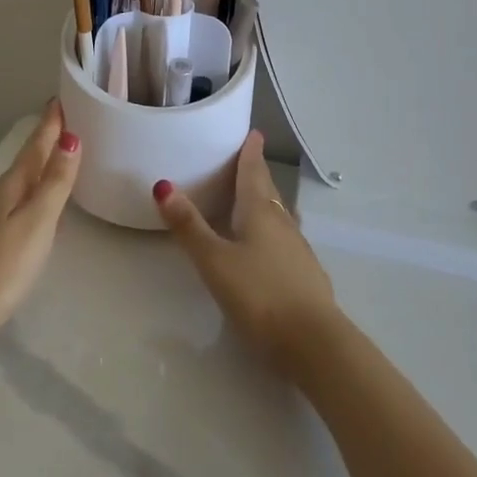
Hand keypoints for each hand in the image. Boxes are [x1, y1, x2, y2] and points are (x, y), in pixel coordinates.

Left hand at [0, 100, 80, 341]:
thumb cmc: (1, 268)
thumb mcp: (37, 223)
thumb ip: (54, 183)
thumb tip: (70, 138)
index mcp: (9, 188)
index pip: (34, 148)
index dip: (49, 126)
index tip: (59, 100)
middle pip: (23, 165)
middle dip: (43, 145)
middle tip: (62, 126)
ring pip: (14, 187)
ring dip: (34, 172)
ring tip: (51, 164)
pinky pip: (8, 207)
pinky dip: (24, 198)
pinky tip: (28, 212)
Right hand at [153, 130, 340, 377]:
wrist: (314, 343)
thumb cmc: (260, 294)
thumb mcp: (215, 261)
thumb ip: (189, 226)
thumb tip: (162, 185)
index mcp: (260, 212)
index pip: (254, 173)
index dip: (251, 153)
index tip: (254, 134)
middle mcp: (283, 223)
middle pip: (268, 191)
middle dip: (258, 174)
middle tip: (249, 158)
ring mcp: (299, 250)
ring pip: (280, 215)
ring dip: (267, 202)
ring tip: (257, 197)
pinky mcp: (307, 275)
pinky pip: (287, 239)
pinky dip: (275, 230)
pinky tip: (273, 244)